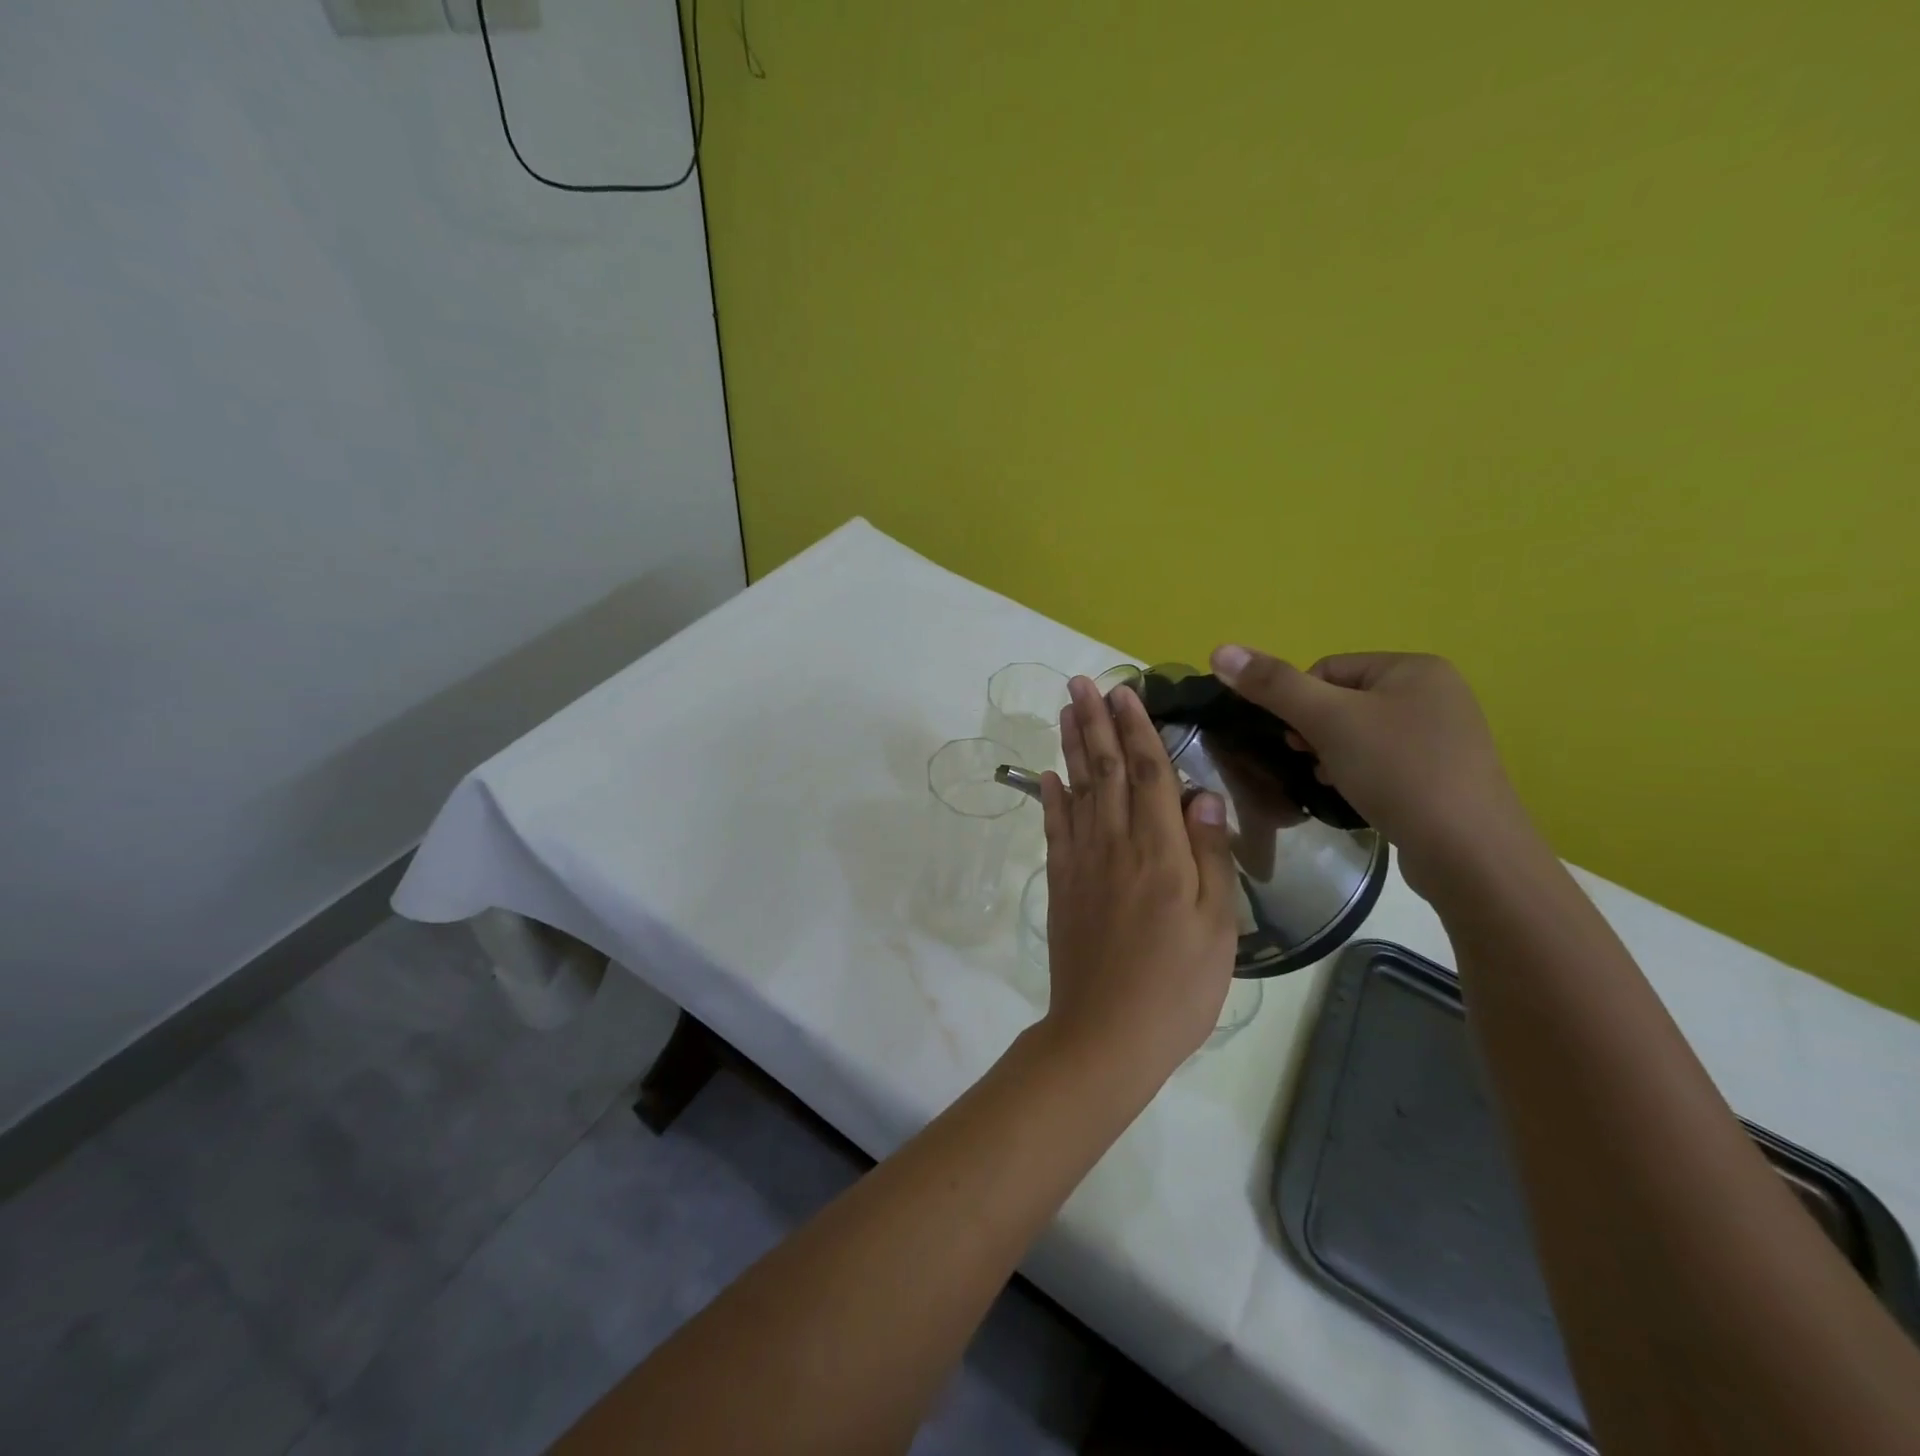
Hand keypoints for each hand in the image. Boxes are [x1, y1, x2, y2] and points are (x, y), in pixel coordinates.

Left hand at [1035, 678, 1239, 1081]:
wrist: (1107, 1033)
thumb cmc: (1177, 986)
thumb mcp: (1218, 926)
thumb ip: (1210, 855)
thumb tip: (1202, 794)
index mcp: (1161, 851)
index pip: (1148, 774)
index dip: (1137, 729)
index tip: (1126, 692)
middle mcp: (1116, 844)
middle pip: (1104, 770)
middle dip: (1095, 722)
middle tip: (1082, 682)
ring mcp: (1082, 862)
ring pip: (1076, 790)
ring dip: (1072, 746)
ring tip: (1066, 710)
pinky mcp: (1061, 883)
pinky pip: (1054, 829)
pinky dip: (1050, 797)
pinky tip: (1048, 774)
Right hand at [1208, 648, 1539, 897]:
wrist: (1469, 852)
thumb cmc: (1397, 772)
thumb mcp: (1327, 721)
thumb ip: (1273, 685)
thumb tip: (1219, 649)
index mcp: (1414, 667)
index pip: (1328, 669)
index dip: (1299, 703)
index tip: (1297, 740)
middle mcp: (1436, 692)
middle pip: (1344, 701)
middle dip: (1317, 732)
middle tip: (1312, 762)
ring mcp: (1446, 735)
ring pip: (1362, 733)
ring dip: (1334, 755)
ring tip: (1333, 783)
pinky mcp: (1446, 774)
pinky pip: (1386, 761)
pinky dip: (1361, 774)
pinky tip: (1358, 797)